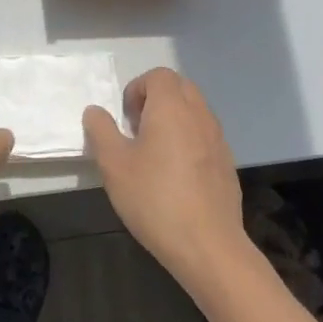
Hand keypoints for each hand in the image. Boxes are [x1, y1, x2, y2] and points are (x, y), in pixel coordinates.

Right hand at [84, 68, 251, 291]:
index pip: (158, 75)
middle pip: (179, 87)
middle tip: (136, 130)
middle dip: (155, 100)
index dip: (137, 89)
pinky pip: (205, 137)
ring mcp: (218, 139)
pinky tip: (175, 177)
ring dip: (173, 120)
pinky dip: (188, 141)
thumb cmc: (154, 198)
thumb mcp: (113, 164)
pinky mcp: (227, 164)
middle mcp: (200, 115)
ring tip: (153, 154)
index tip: (125, 119)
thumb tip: (95, 111)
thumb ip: (101, 130)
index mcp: (172, 107)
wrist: (207, 245)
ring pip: (194, 112)